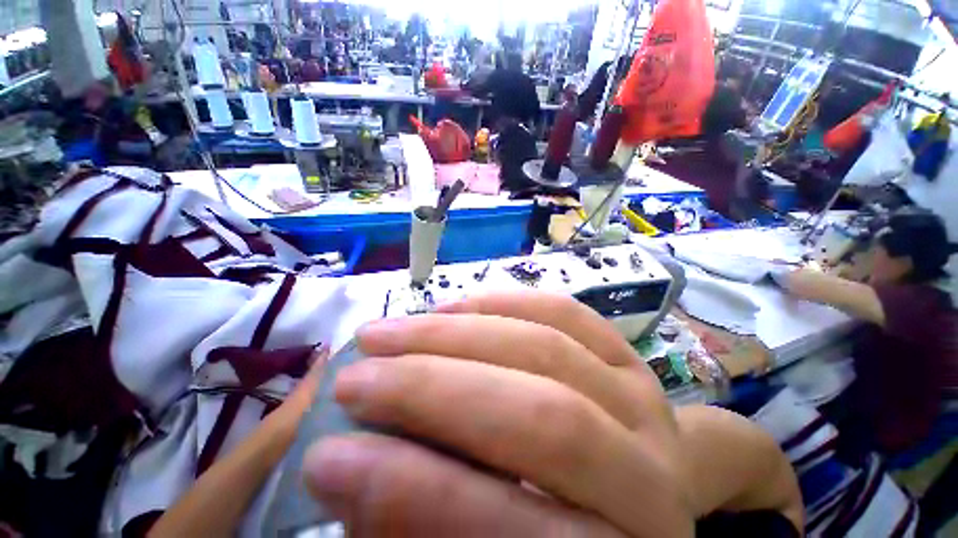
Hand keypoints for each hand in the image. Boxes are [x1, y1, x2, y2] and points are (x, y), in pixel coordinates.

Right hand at [302, 291, 694, 536]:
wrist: (639, 499)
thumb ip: (428, 520)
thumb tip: (346, 468)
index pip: (513, 527)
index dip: (411, 491)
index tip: (326, 459)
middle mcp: (651, 477)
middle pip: (540, 417)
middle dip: (432, 388)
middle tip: (354, 376)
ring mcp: (647, 403)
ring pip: (548, 349)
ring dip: (457, 333)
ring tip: (390, 331)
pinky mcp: (631, 358)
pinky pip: (567, 313)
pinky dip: (504, 302)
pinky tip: (454, 306)